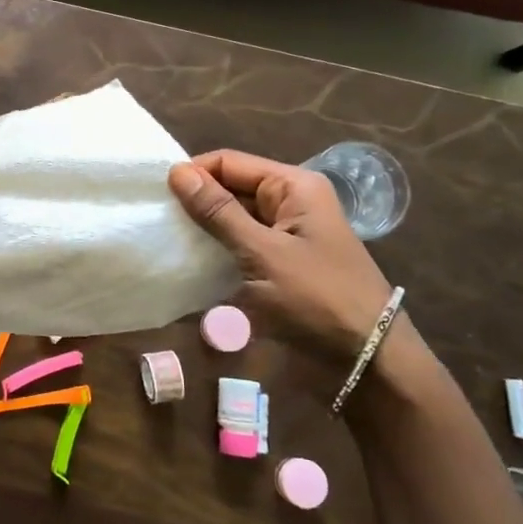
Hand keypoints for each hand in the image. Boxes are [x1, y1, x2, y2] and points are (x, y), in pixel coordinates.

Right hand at [168, 151, 395, 367]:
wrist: (367, 361)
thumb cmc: (317, 298)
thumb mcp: (263, 253)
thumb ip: (218, 212)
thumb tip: (176, 172)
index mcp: (293, 187)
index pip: (229, 162)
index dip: (193, 173)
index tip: (155, 196)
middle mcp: (290, 202)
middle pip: (231, 187)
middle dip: (195, 202)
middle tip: (156, 221)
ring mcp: (286, 234)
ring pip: (232, 218)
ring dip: (203, 229)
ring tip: (165, 240)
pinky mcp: (280, 263)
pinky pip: (240, 245)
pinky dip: (216, 251)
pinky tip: (188, 263)